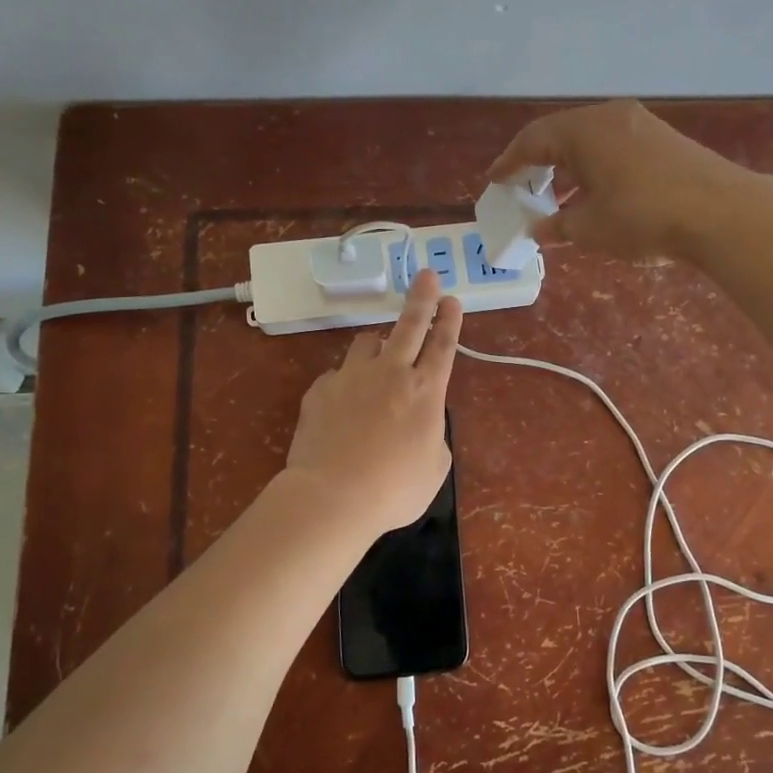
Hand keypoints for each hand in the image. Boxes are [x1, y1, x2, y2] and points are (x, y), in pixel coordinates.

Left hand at [285, 267, 461, 536]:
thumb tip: (421, 420)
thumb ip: (432, 433)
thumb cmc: (395, 489)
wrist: (332, 496)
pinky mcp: (321, 390)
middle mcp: (390, 374)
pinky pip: (337, 375)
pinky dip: (346, 381)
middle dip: (421, 297)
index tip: (452, 299)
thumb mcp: (434, 467)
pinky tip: (344, 402)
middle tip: (426, 276)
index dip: (449, 321)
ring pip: (367, 343)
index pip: (443, 346)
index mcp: (425, 392)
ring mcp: (352, 377)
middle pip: (409, 325)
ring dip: (378, 344)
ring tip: (379, 353)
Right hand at [486, 98, 750, 261]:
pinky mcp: (662, 138)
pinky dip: (593, 166)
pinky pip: (613, 146)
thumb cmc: (644, 218)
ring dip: (567, 166)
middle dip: (537, 163)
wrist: (722, 212)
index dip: (509, 163)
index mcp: (584, 130)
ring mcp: (640, 123)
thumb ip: (558, 226)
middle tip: (520, 187)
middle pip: (560, 134)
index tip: (493, 180)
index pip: (533, 140)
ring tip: (554, 195)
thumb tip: (539, 229)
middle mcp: (609, 117)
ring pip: (589, 140)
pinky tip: (594, 192)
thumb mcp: (591, 228)